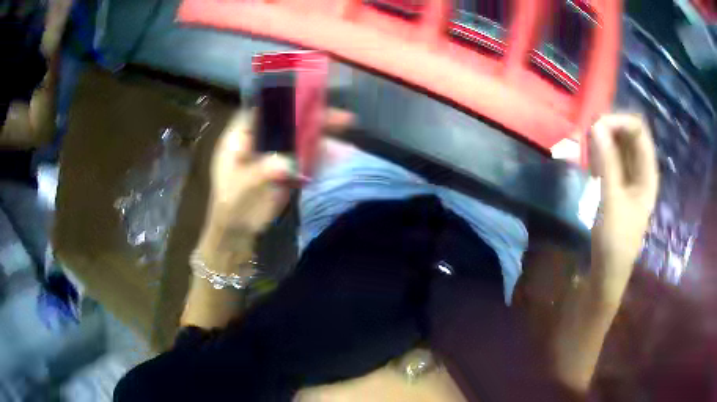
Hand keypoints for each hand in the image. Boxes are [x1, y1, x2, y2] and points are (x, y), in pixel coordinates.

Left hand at [198, 108, 353, 264]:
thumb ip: (261, 172)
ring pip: (299, 135)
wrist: (238, 229)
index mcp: (241, 137)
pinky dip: (322, 153)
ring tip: (345, 124)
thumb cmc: (231, 204)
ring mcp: (275, 153)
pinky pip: (305, 156)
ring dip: (321, 131)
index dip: (281, 100)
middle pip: (286, 120)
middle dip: (311, 115)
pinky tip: (339, 151)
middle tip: (337, 114)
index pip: (261, 110)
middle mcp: (260, 139)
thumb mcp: (240, 187)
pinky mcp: (287, 167)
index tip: (305, 93)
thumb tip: (287, 162)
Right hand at [589, 114, 658, 290]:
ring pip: (619, 145)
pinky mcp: (619, 184)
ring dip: (603, 142)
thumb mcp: (612, 200)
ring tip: (588, 153)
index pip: (638, 131)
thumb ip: (607, 162)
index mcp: (648, 173)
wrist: (608, 271)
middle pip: (629, 134)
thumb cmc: (615, 240)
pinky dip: (600, 155)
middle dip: (609, 129)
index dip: (619, 121)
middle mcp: (641, 170)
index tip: (596, 126)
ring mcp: (630, 177)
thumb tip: (596, 125)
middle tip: (588, 138)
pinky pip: (611, 158)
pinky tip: (591, 165)